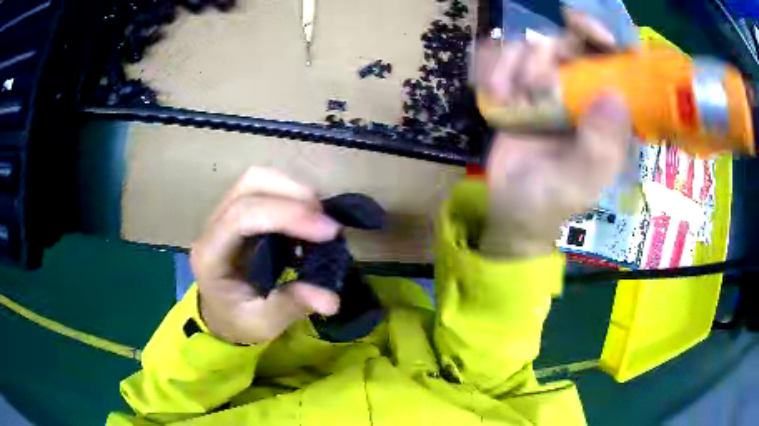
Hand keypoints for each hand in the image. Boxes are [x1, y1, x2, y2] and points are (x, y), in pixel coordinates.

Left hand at [190, 168, 340, 344]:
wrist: (221, 315)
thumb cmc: (238, 321)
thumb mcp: (262, 323)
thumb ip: (291, 307)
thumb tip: (331, 298)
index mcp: (210, 255)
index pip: (242, 216)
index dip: (287, 216)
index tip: (329, 232)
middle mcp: (213, 226)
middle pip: (250, 185)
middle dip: (294, 195)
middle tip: (327, 224)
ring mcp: (224, 214)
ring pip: (258, 179)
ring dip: (294, 192)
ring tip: (320, 220)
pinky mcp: (239, 211)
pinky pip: (266, 189)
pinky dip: (292, 197)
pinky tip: (308, 220)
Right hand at [476, 9, 632, 257]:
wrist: (510, 206)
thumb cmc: (553, 200)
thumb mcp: (582, 181)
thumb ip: (600, 145)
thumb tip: (614, 95)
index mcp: (613, 114)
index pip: (620, 61)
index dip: (605, 35)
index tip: (579, 24)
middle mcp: (587, 92)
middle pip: (572, 43)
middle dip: (546, 56)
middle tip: (530, 84)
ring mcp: (554, 86)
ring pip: (535, 46)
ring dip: (514, 67)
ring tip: (509, 100)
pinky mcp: (523, 86)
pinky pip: (508, 57)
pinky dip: (496, 69)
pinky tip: (496, 96)